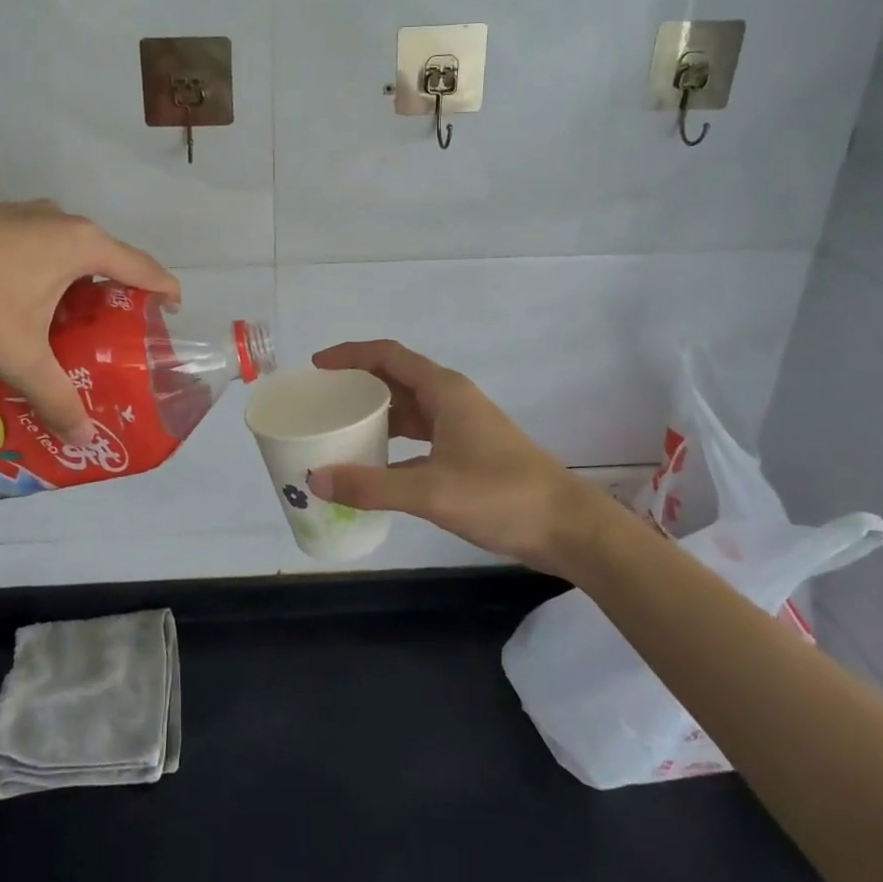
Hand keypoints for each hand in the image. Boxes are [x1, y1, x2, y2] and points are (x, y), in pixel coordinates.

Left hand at [0, 202, 179, 442]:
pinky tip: (18, 303)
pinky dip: (42, 272)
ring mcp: (21, 213)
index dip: (164, 291)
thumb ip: (57, 397)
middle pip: (106, 257)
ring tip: (66, 323)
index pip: (143, 268)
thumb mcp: (18, 356)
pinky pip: (34, 245)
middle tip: (112, 334)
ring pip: (66, 250)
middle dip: (115, 294)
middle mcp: (59, 220)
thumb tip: (84, 442)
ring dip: (75, 283)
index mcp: (82, 245)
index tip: (171, 314)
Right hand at [307, 340, 614, 571]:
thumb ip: (371, 486)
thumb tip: (315, 479)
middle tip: (322, 400)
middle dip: (358, 383)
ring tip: (340, 427)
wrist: (567, 526)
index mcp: (444, 391)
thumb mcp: (430, 491)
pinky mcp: (468, 451)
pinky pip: (420, 434)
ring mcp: (462, 425)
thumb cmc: (501, 496)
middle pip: (396, 378)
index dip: (350, 355)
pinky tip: (375, 463)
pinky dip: (394, 441)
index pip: (388, 355)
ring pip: (409, 407)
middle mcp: (451, 399)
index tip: (317, 366)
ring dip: (376, 412)